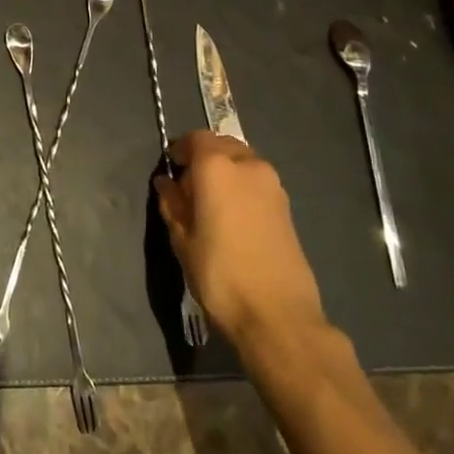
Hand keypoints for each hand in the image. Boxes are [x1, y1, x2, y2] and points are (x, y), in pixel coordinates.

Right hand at [155, 130, 326, 349]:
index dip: (181, 149)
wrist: (278, 315)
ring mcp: (273, 184)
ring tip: (212, 203)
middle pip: (222, 145)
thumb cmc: (220, 274)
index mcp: (217, 166)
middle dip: (204, 157)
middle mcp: (248, 165)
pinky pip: (257, 182)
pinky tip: (233, 217)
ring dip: (225, 171)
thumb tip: (166, 184)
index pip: (196, 139)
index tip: (171, 169)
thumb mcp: (183, 241)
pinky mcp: (287, 206)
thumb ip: (173, 205)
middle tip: (189, 187)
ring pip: (242, 162)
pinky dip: (242, 186)